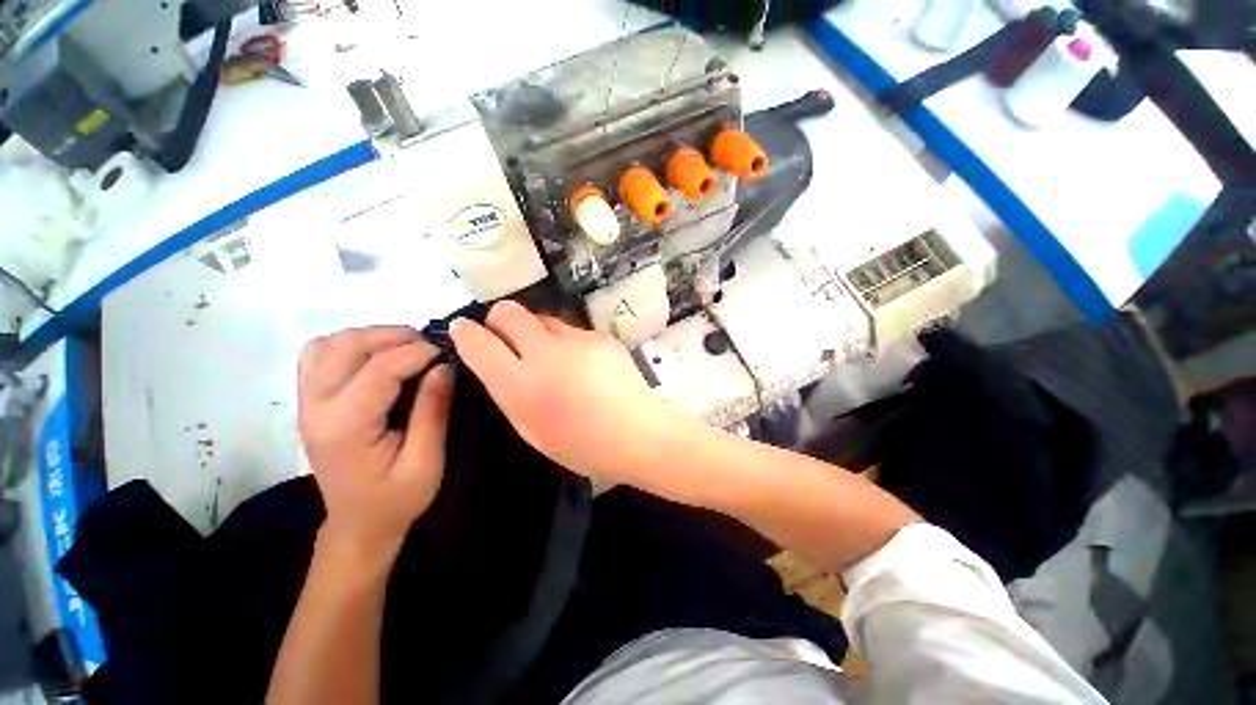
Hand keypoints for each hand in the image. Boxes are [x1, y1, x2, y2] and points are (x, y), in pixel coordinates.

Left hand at [298, 327, 453, 556]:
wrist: (358, 524)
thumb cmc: (397, 499)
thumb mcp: (427, 461)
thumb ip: (433, 411)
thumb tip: (445, 366)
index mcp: (345, 427)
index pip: (378, 369)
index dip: (417, 353)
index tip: (448, 355)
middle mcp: (316, 408)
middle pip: (347, 346)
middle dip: (394, 336)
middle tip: (430, 348)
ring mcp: (307, 402)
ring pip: (329, 343)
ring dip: (371, 336)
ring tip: (407, 348)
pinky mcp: (310, 401)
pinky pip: (318, 355)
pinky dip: (349, 345)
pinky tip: (376, 356)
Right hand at [449, 301, 698, 488]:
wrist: (639, 434)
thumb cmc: (582, 445)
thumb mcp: (531, 429)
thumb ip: (509, 391)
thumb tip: (496, 361)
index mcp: (523, 386)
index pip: (478, 342)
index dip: (465, 332)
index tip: (463, 330)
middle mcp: (547, 354)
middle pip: (509, 312)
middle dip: (498, 319)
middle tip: (505, 337)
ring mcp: (579, 340)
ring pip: (543, 318)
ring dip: (536, 332)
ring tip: (551, 356)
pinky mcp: (602, 336)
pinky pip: (572, 330)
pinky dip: (567, 342)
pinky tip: (582, 364)